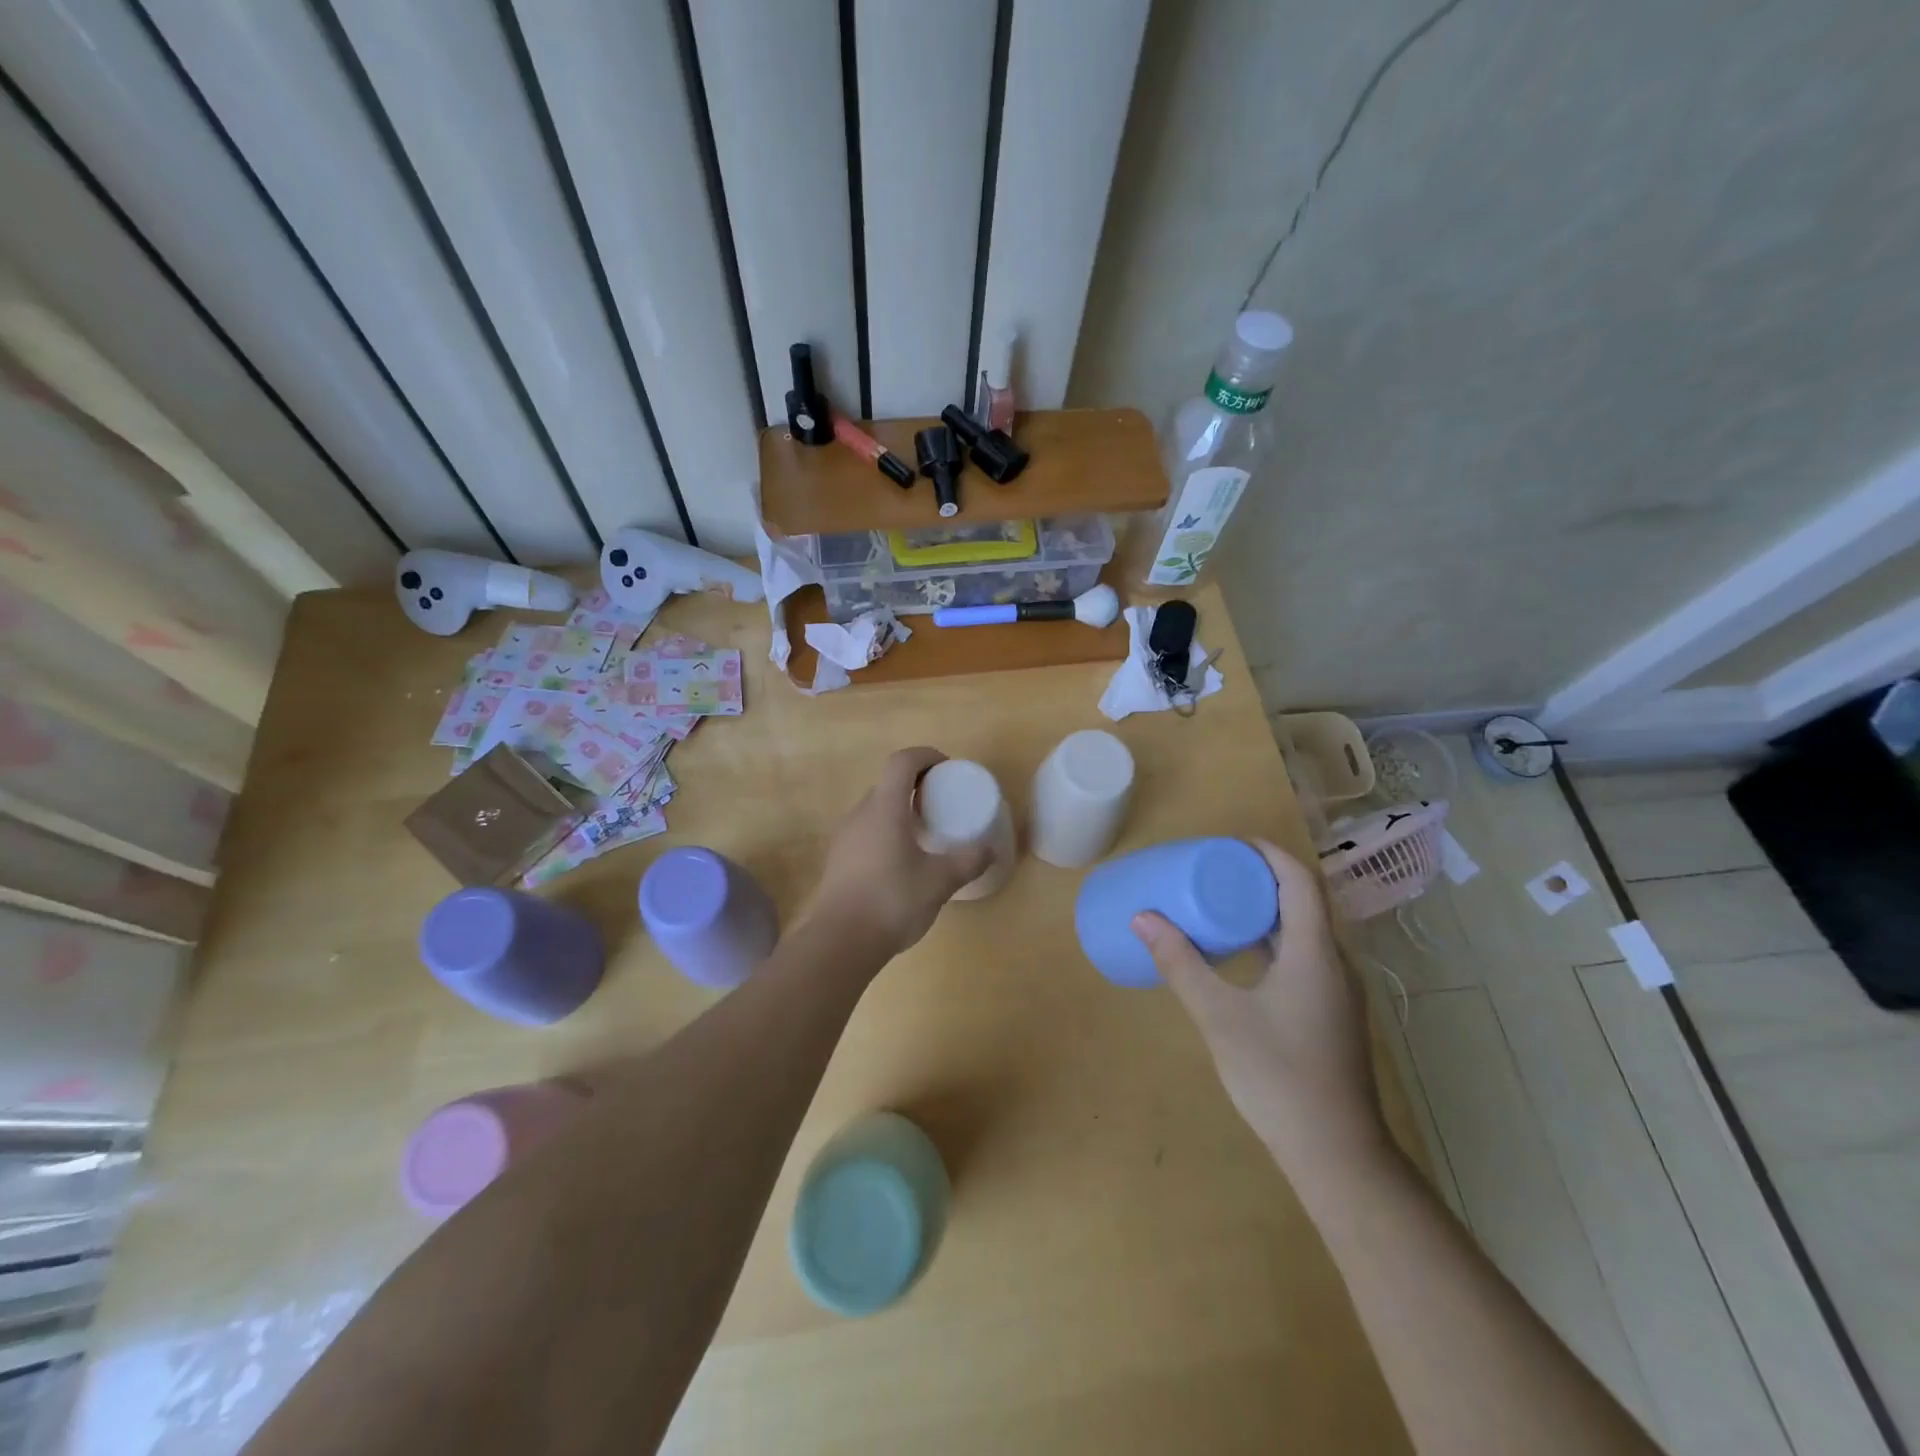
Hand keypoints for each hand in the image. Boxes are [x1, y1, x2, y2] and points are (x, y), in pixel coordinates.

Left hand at [799, 747, 992, 961]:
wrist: (840, 942)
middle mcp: (860, 814)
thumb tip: (989, 849)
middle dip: (915, 786)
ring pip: (875, 810)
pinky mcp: (838, 861)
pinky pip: (866, 833)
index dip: (925, 757)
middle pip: (887, 785)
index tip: (946, 769)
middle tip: (941, 805)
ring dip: (900, 812)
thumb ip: (967, 861)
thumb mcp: (939, 881)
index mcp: (884, 808)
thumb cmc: (892, 900)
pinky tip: (902, 863)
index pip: (901, 762)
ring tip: (925, 835)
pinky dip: (887, 834)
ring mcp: (844, 838)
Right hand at [1131, 840, 1387, 1174]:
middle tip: (1214, 872)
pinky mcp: (1331, 1015)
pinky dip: (1272, 942)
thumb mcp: (1220, 1017)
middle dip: (1261, 879)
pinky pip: (1303, 958)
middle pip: (1303, 902)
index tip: (1229, 844)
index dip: (1268, 854)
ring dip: (1266, 912)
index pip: (1299, 881)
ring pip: (1304, 933)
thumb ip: (1181, 965)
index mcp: (1314, 953)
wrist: (1337, 1154)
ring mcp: (1337, 993)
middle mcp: (1334, 964)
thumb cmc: (1279, 1076)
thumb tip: (1142, 918)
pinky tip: (1241, 959)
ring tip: (1221, 906)